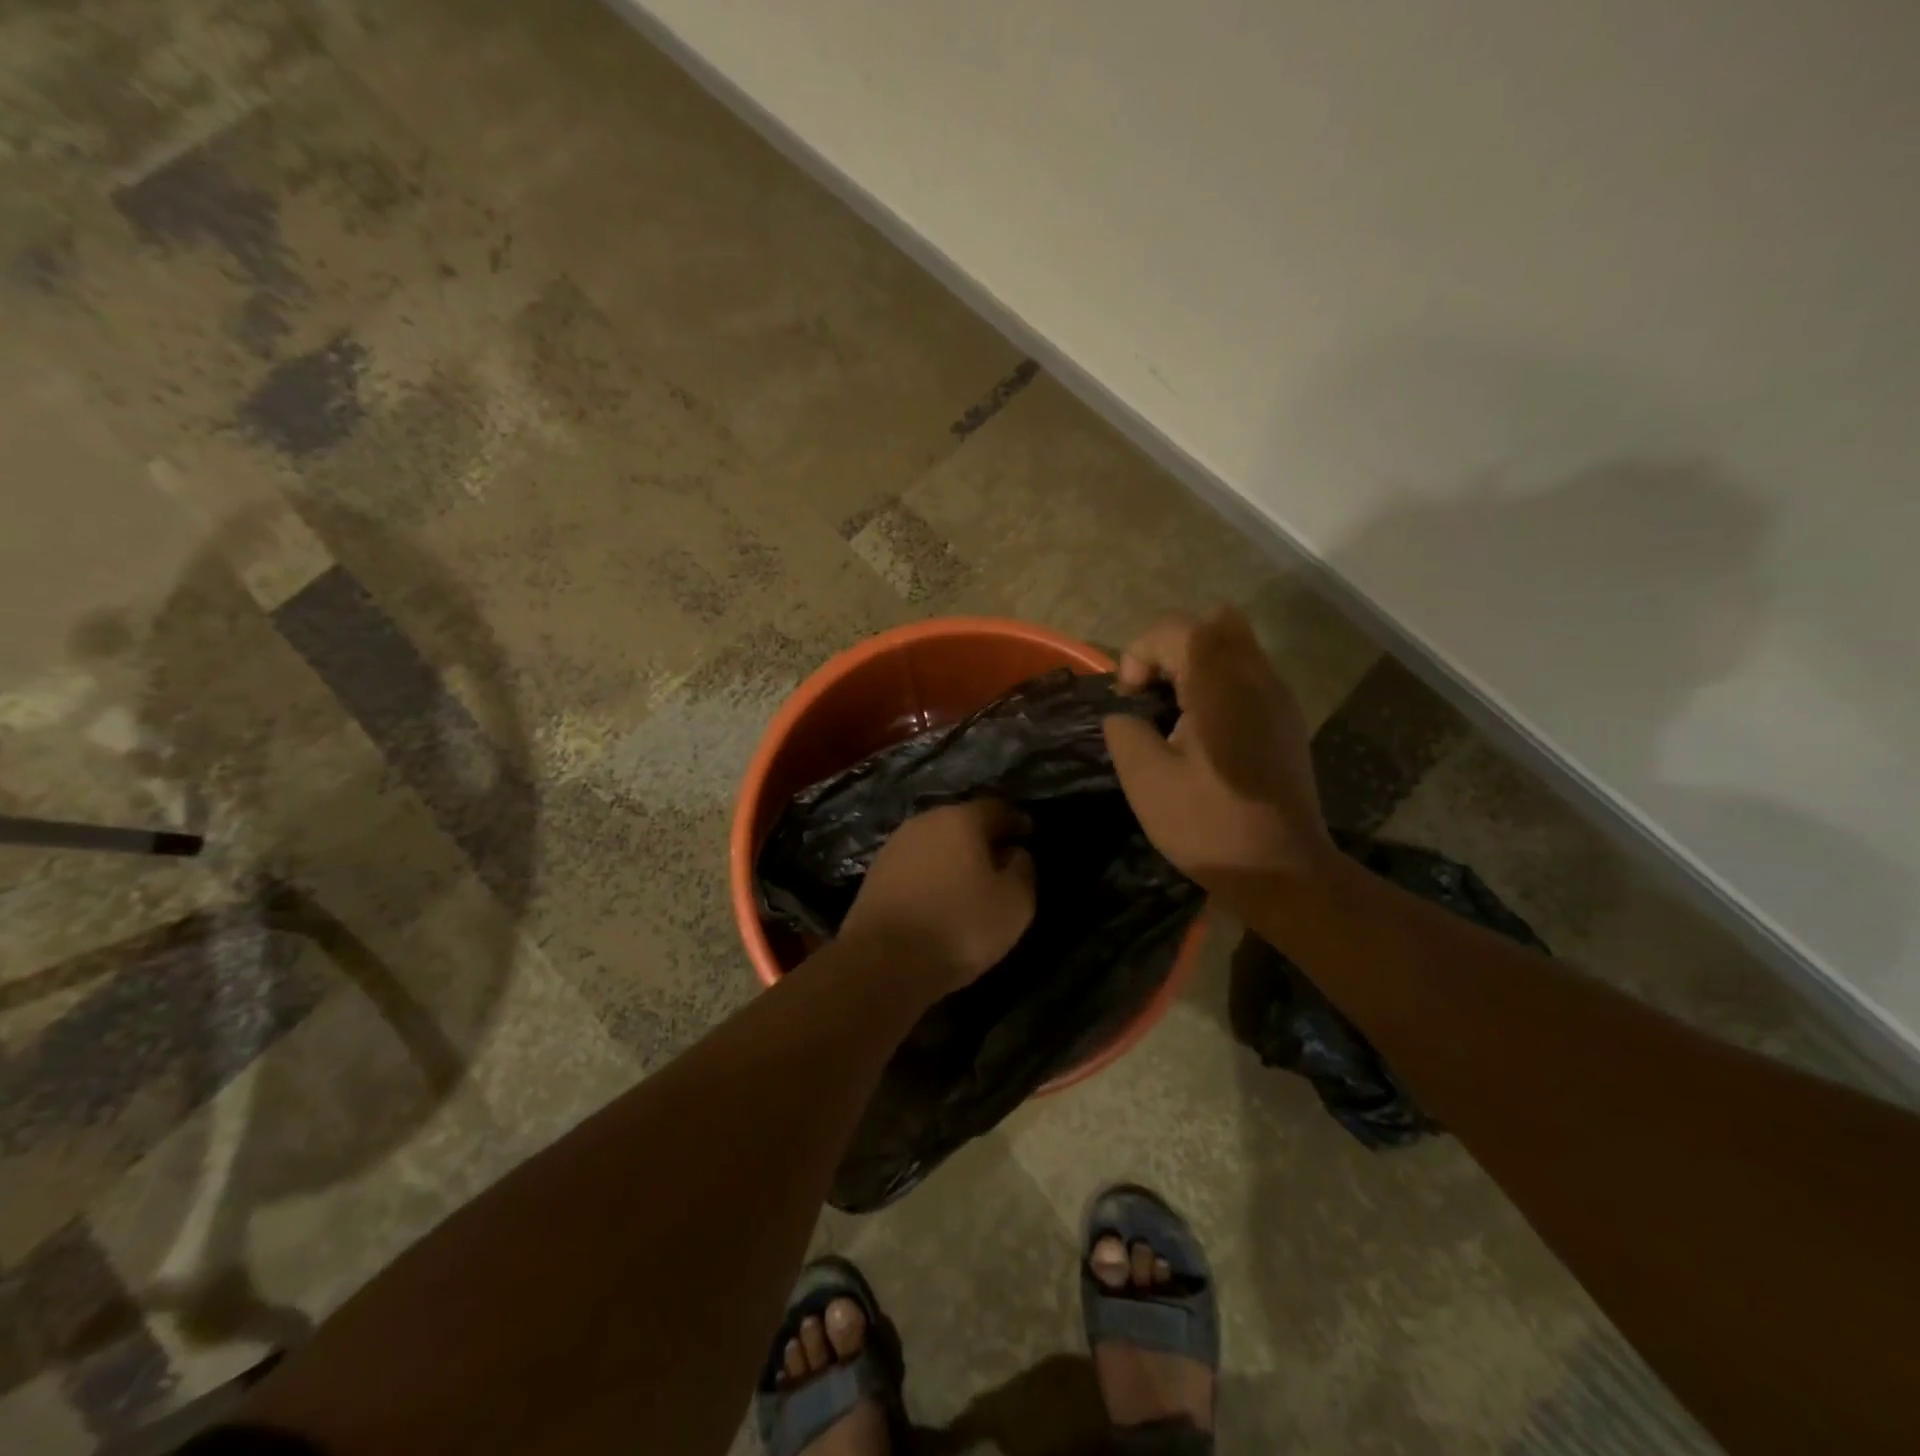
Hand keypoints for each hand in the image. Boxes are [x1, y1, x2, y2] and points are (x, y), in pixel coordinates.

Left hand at [841, 798, 1036, 994]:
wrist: (882, 962)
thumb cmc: (959, 927)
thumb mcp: (1015, 903)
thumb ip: (1023, 869)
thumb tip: (1014, 852)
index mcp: (961, 819)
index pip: (998, 808)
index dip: (1017, 821)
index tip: (1029, 836)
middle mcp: (925, 821)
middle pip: (962, 822)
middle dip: (983, 838)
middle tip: (1001, 862)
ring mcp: (895, 846)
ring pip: (936, 843)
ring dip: (954, 857)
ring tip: (970, 883)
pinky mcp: (875, 873)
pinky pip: (915, 865)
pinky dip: (931, 875)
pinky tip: (939, 897)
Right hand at [1103, 607, 1334, 898]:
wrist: (1280, 870)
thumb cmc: (1207, 824)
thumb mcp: (1145, 778)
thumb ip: (1124, 729)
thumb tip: (1125, 714)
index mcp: (1220, 684)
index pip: (1173, 628)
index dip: (1138, 655)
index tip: (1130, 703)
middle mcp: (1256, 676)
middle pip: (1213, 622)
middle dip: (1171, 648)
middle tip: (1155, 695)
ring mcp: (1279, 696)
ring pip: (1234, 646)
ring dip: (1195, 665)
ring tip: (1175, 715)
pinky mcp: (1286, 719)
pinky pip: (1248, 675)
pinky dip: (1218, 685)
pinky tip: (1203, 734)